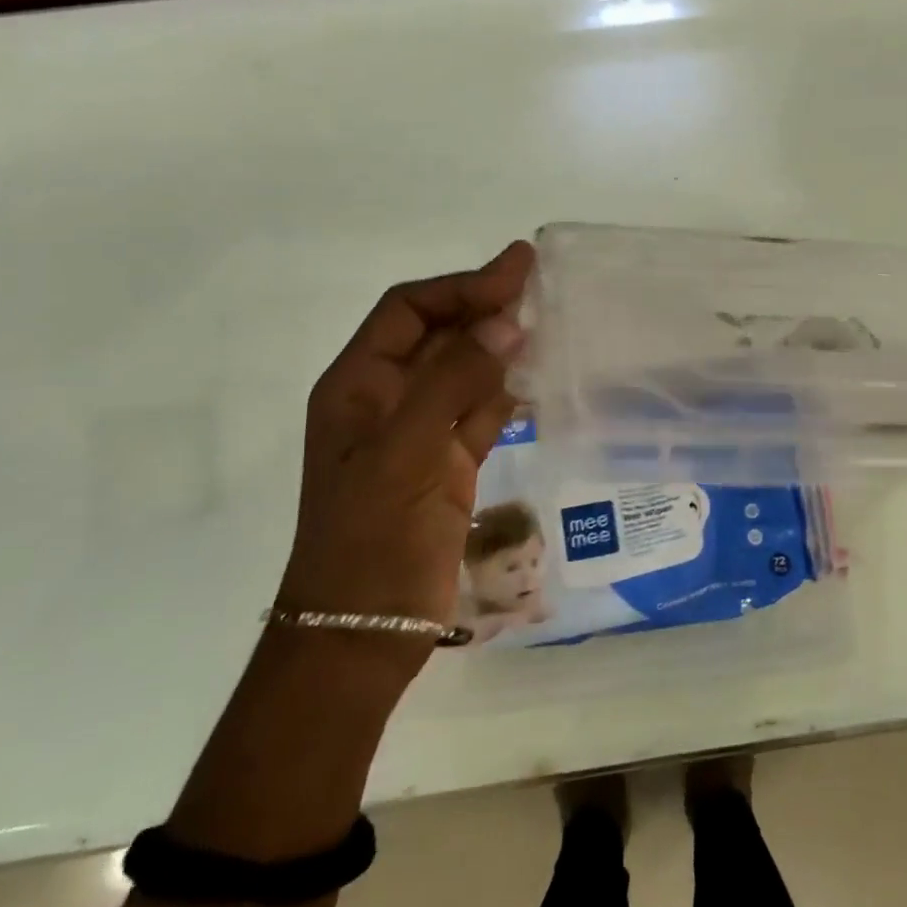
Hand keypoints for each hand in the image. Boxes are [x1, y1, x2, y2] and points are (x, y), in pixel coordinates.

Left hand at [275, 242, 533, 645]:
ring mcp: (417, 434)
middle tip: (540, 284)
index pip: (409, 310)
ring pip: (463, 372)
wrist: (361, 636)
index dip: (461, 285)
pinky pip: (481, 413)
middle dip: (484, 307)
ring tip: (548, 322)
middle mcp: (386, 400)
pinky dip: (508, 393)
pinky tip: (538, 381)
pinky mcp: (446, 466)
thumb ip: (454, 381)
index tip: (517, 269)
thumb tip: (506, 323)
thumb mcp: (407, 452)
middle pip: (438, 334)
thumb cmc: (371, 540)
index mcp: (358, 386)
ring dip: (500, 346)